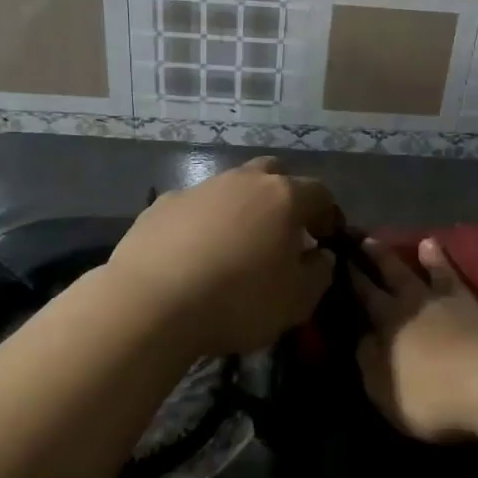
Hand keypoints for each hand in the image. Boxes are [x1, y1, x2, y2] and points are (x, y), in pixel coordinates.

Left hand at [107, 157, 337, 356]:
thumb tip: (321, 256)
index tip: (324, 240)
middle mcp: (244, 181)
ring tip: (234, 246)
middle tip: (281, 232)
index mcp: (284, 197)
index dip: (327, 215)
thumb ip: (319, 273)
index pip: (320, 193)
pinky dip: (202, 222)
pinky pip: (195, 206)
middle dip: (283, 196)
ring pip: (232, 187)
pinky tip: (193, 254)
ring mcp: (201, 188)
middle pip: (274, 173)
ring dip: (241, 208)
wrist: (150, 303)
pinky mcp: (163, 203)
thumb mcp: (296, 302)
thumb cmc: (236, 300)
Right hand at [355, 237, 477, 442]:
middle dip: (383, 258)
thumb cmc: (431, 392)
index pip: (368, 294)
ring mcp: (466, 306)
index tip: (344, 255)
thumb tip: (361, 338)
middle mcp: (426, 304)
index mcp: (393, 320)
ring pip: (447, 277)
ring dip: (437, 261)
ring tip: (428, 242)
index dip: (355, 276)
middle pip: (401, 275)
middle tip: (370, 238)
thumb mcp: (383, 387)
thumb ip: (369, 361)